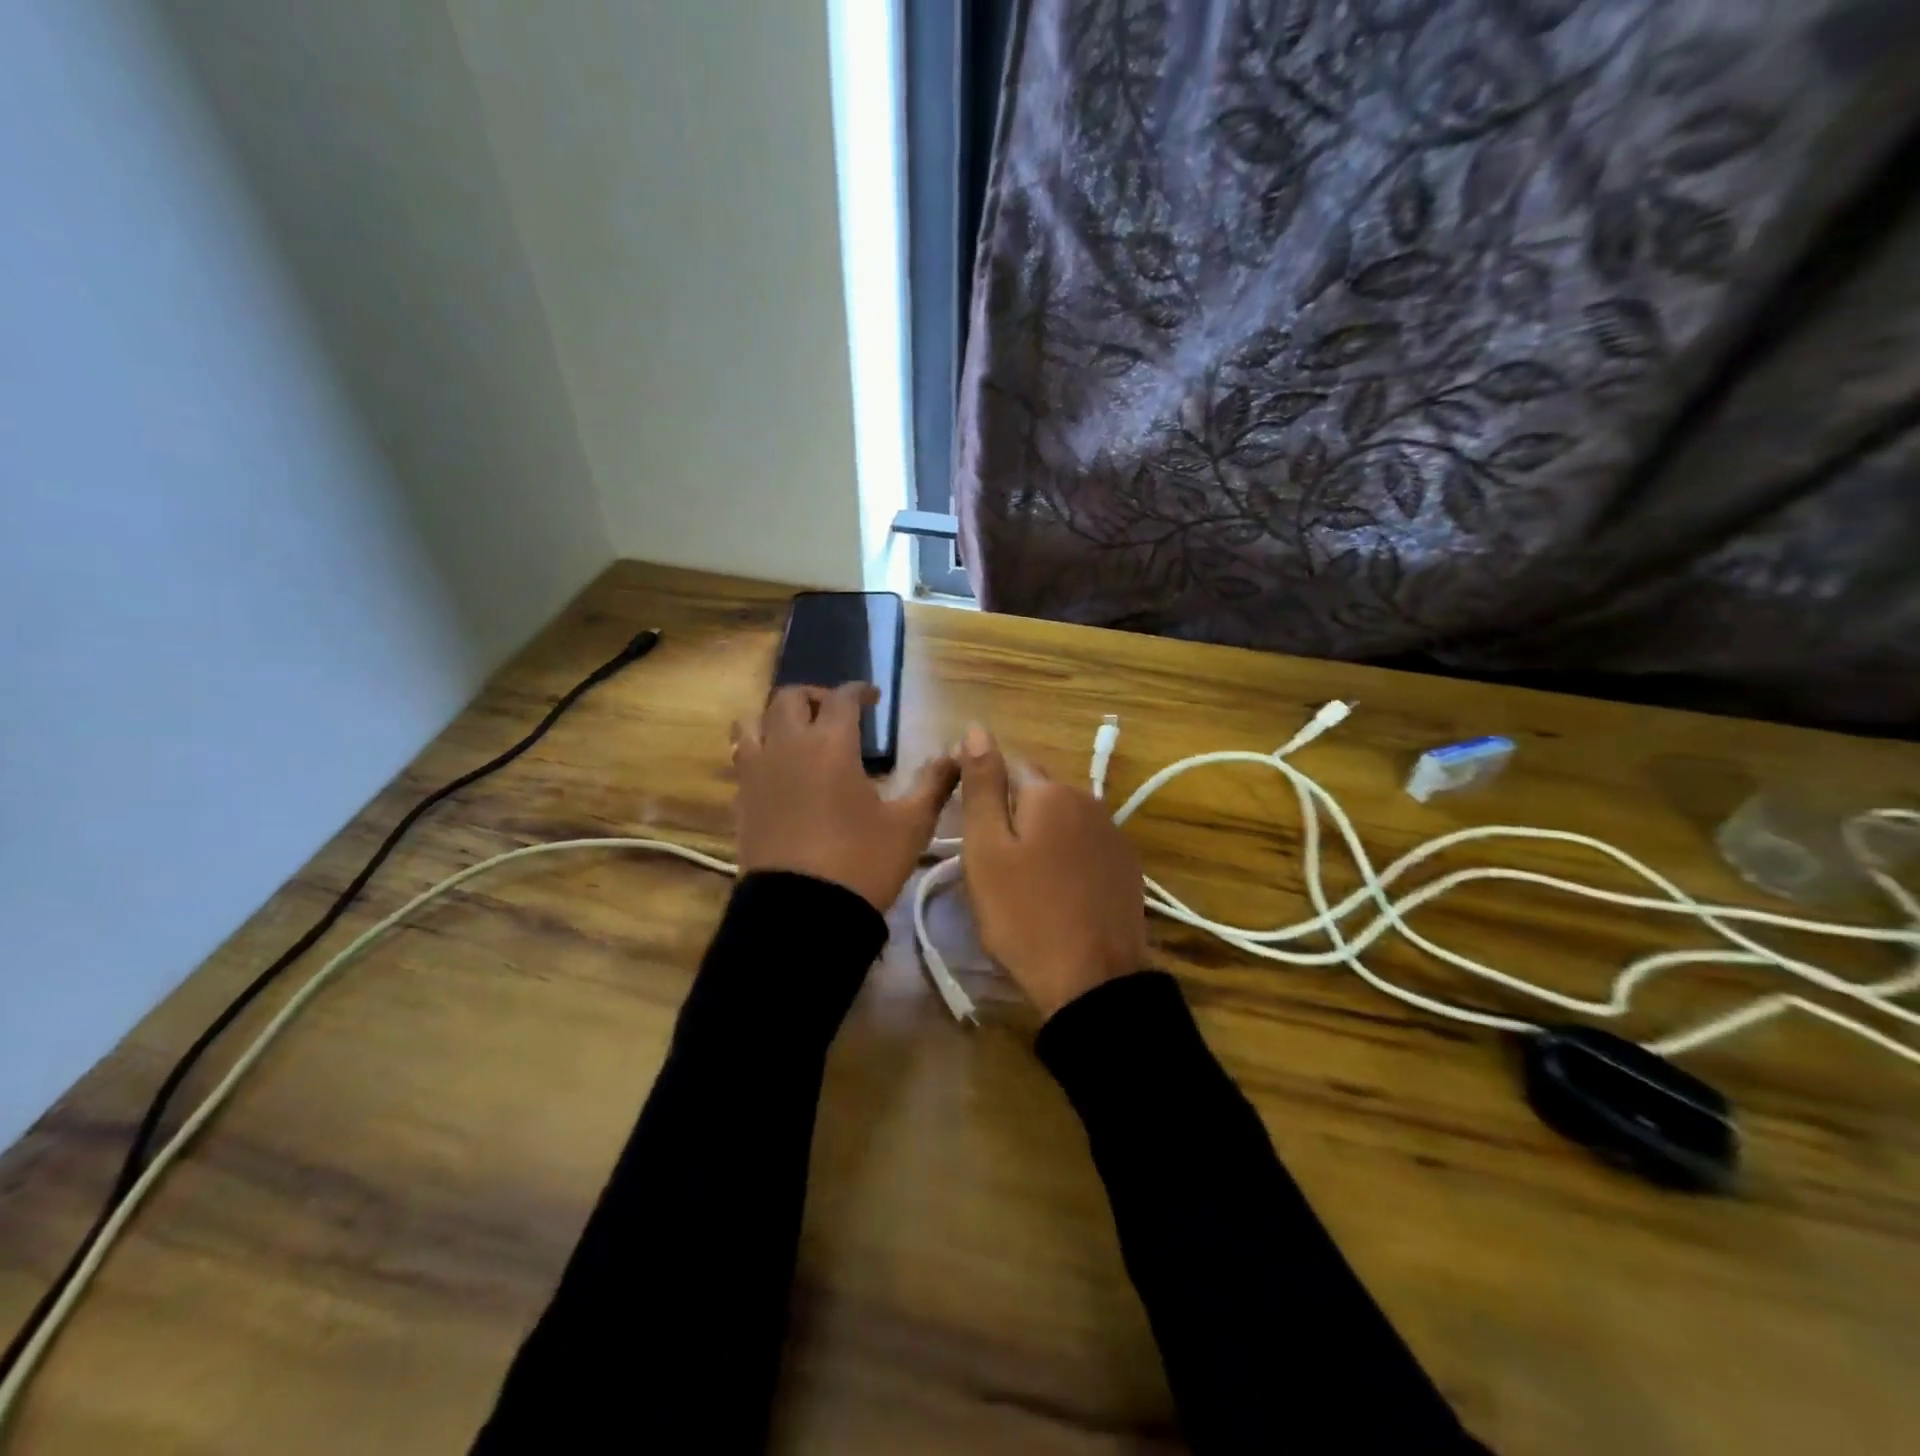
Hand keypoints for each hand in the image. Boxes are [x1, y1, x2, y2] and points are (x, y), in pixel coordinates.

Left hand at [732, 684, 957, 911]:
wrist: (801, 915)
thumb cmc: (861, 862)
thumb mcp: (910, 825)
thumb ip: (934, 784)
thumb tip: (956, 754)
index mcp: (830, 744)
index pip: (842, 698)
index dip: (859, 691)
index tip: (873, 697)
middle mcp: (787, 747)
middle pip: (789, 698)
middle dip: (815, 696)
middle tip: (836, 713)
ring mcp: (756, 773)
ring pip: (752, 722)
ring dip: (776, 718)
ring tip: (797, 734)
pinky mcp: (740, 802)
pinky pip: (743, 759)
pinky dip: (759, 752)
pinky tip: (778, 772)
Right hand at [957, 725, 1147, 1017]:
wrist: (1093, 981)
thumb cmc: (1024, 915)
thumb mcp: (986, 849)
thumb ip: (982, 785)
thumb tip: (977, 728)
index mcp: (1050, 792)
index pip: (1008, 767)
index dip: (985, 795)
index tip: (974, 834)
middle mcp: (1088, 800)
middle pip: (1038, 794)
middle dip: (1015, 816)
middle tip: (995, 866)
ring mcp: (1113, 834)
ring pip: (1063, 821)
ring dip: (1042, 838)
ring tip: (1025, 883)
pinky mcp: (1127, 866)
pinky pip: (1085, 847)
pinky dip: (1068, 859)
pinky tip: (1058, 894)